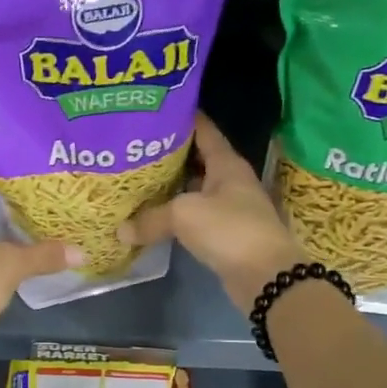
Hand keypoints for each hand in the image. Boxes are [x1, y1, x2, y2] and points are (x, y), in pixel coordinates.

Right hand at [118, 112, 304, 312]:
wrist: (266, 276)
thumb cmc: (229, 229)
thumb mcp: (184, 215)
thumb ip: (150, 218)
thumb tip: (120, 230)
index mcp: (226, 163)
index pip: (204, 130)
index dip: (182, 118)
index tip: (155, 111)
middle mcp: (230, 180)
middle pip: (196, 159)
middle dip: (168, 154)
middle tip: (135, 148)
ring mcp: (229, 207)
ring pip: (194, 189)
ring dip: (170, 187)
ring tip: (137, 179)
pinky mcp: (225, 233)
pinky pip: (194, 216)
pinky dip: (174, 214)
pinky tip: (152, 215)